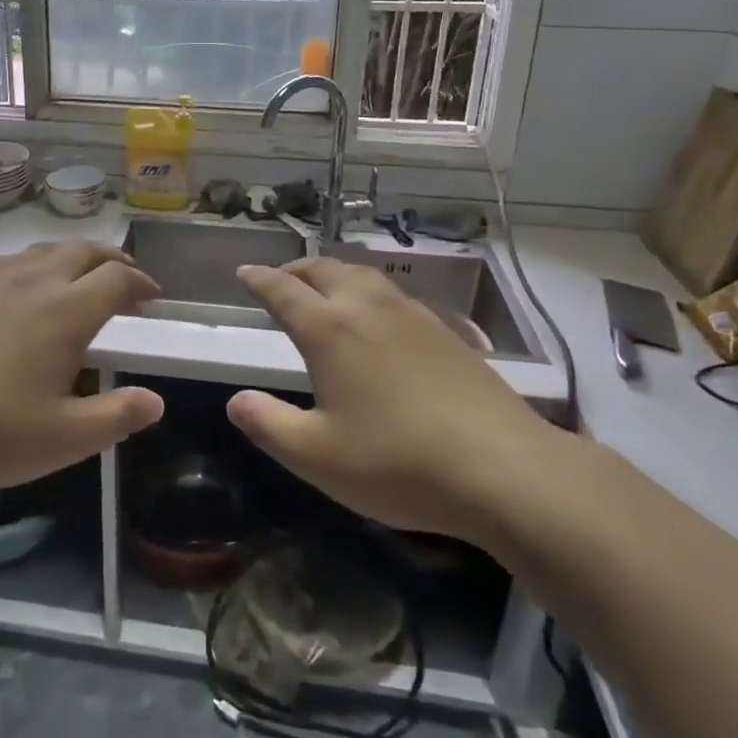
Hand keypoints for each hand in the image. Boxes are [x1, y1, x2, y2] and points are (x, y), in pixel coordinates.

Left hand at [0, 242, 164, 493]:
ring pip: (44, 250)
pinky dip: (30, 264)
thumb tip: (155, 401)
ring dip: (72, 257)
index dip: (141, 282)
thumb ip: (117, 417)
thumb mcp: (63, 438)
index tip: (152, 296)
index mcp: (68, 311)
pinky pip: (7, 259)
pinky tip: (19, 286)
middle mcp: (35, 280)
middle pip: (84, 251)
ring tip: (77, 276)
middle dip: (111, 259)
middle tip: (123, 275)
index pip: (117, 279)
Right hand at [227, 258, 559, 541]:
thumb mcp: (316, 455)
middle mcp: (368, 308)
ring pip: (364, 275)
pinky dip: (371, 292)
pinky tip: (381, 317)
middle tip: (280, 279)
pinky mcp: (447, 331)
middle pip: (324, 270)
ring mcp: (412, 315)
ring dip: (335, 274)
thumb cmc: (397, 462)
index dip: (259, 280)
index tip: (244, 273)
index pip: (283, 290)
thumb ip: (268, 424)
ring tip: (325, 289)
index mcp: (329, 329)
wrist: (502, 468)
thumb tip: (235, 400)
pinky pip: (395, 295)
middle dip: (296, 270)